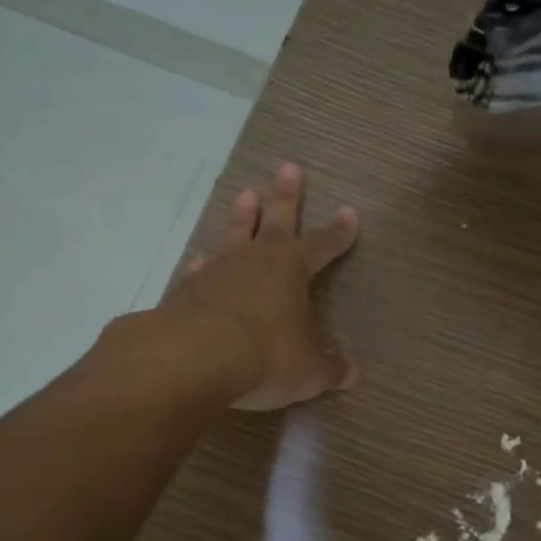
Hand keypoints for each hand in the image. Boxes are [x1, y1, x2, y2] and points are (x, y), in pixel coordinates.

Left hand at [157, 162, 359, 410]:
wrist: (192, 359)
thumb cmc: (266, 356)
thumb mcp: (308, 370)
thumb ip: (330, 368)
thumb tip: (353, 373)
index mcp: (292, 269)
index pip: (322, 244)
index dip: (338, 232)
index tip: (349, 213)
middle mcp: (255, 260)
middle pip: (276, 220)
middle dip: (286, 196)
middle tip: (289, 167)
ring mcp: (217, 271)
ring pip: (235, 235)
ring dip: (242, 217)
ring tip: (246, 193)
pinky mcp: (186, 291)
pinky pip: (201, 270)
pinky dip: (204, 264)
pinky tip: (201, 260)